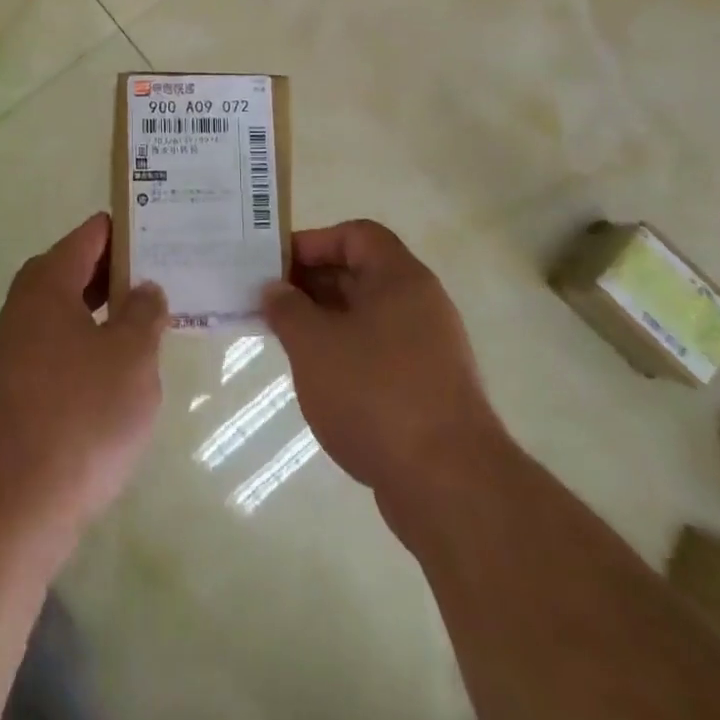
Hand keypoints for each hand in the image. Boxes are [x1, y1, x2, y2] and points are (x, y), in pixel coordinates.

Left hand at [0, 213, 166, 542]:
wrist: (15, 501)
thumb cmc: (82, 413)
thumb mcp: (132, 355)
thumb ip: (145, 313)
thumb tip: (145, 290)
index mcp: (49, 281)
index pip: (93, 234)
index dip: (130, 229)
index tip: (167, 230)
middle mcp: (26, 304)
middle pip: (80, 268)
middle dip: (123, 270)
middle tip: (172, 272)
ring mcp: (18, 346)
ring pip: (72, 308)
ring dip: (110, 308)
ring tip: (157, 315)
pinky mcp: (20, 385)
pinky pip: (65, 343)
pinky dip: (95, 341)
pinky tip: (125, 365)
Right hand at [262, 220, 503, 527]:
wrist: (449, 484)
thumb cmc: (374, 394)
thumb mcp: (314, 344)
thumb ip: (287, 309)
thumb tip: (275, 289)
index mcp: (400, 278)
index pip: (355, 235)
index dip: (313, 242)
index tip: (275, 266)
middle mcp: (421, 304)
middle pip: (361, 274)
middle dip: (312, 283)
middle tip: (270, 303)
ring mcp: (429, 348)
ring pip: (368, 316)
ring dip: (326, 321)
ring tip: (287, 340)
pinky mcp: (429, 389)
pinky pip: (379, 352)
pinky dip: (346, 353)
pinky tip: (319, 378)